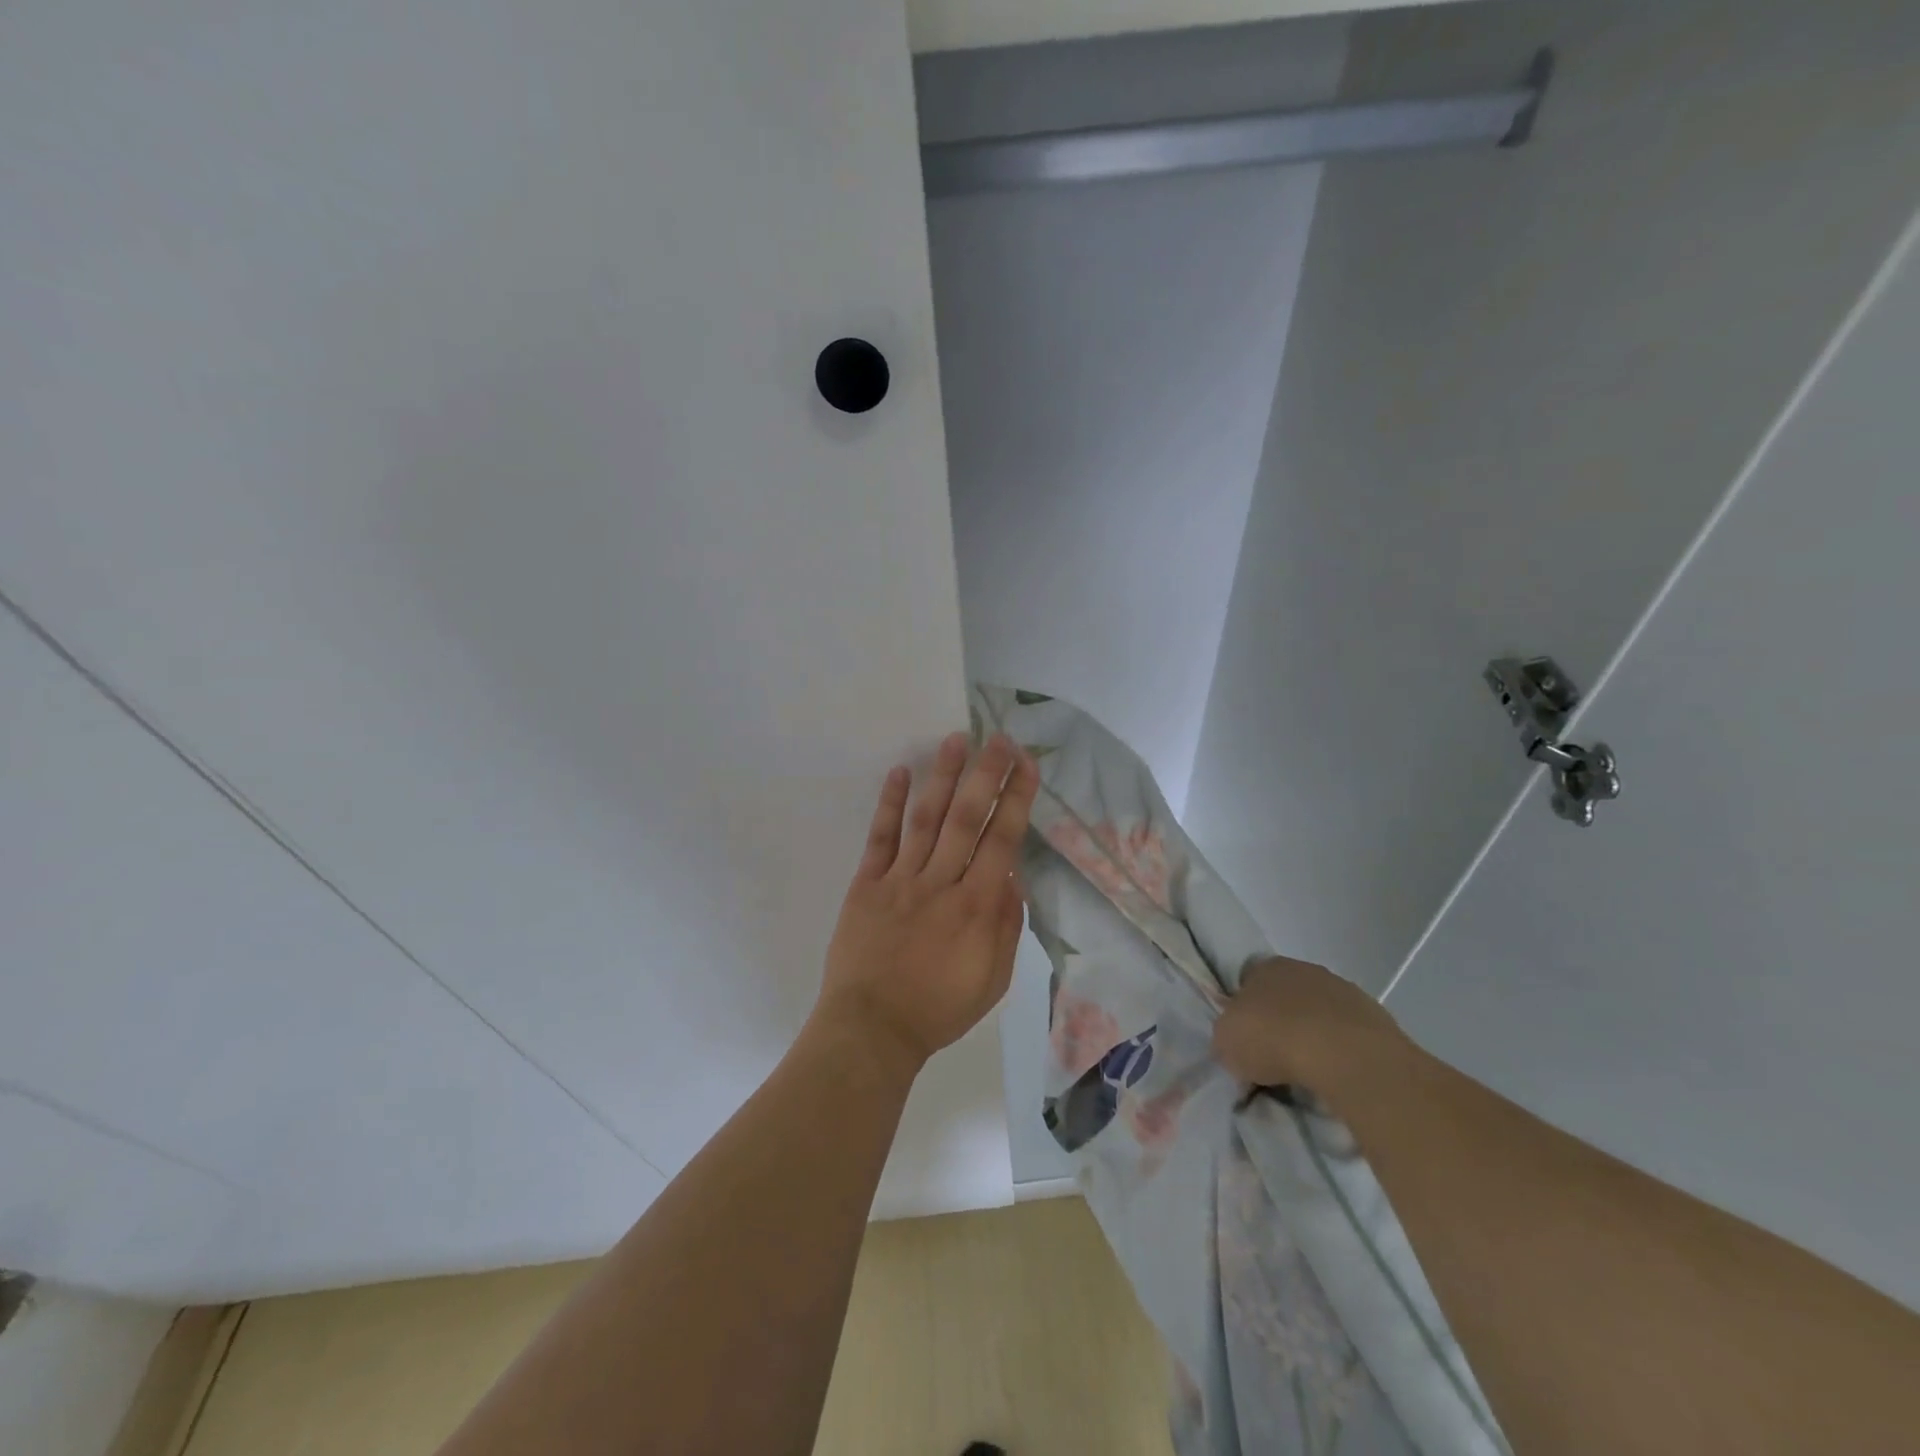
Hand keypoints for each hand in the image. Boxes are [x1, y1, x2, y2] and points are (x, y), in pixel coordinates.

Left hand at [814, 731, 1038, 1073]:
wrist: (872, 1028)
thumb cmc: (938, 1009)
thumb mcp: (993, 980)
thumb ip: (1007, 925)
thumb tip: (1012, 875)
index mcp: (976, 907)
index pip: (1002, 840)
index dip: (1016, 799)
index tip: (1026, 765)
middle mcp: (941, 883)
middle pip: (967, 819)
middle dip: (986, 775)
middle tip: (1000, 739)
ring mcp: (900, 880)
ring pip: (926, 819)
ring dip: (942, 777)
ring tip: (956, 740)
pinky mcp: (867, 884)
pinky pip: (880, 838)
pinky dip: (890, 804)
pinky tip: (900, 772)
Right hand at [1212, 956, 1410, 1095]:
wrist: (1343, 1055)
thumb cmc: (1272, 1038)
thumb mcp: (1226, 1043)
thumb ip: (1227, 1037)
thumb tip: (1235, 1047)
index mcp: (1264, 967)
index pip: (1248, 981)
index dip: (1244, 1010)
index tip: (1245, 1039)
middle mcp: (1304, 970)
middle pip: (1286, 996)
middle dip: (1280, 1021)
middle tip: (1274, 1058)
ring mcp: (1344, 991)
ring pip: (1320, 1013)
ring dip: (1314, 1035)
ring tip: (1308, 1073)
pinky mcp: (1376, 1018)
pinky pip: (1347, 1036)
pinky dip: (1341, 1052)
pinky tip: (1336, 1075)